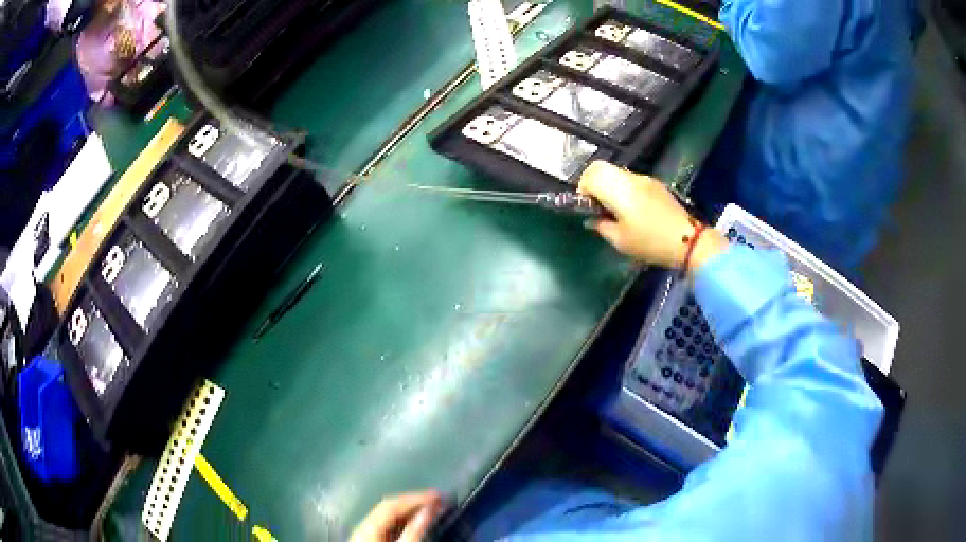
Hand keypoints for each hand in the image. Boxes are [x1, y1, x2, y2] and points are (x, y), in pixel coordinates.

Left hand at [350, 491, 443, 541]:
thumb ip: (415, 531)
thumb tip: (430, 508)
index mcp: (368, 527)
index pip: (391, 504)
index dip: (415, 497)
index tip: (440, 496)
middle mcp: (363, 526)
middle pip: (388, 507)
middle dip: (413, 502)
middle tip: (439, 500)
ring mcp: (364, 534)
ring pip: (387, 516)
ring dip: (409, 510)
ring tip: (432, 508)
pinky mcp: (369, 541)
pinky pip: (387, 525)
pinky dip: (403, 521)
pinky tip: (416, 522)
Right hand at [578, 161, 726, 274]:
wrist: (688, 241)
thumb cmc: (651, 242)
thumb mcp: (620, 241)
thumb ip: (601, 226)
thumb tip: (593, 218)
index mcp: (619, 189)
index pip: (591, 174)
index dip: (583, 188)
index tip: (587, 207)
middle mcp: (630, 178)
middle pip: (602, 168)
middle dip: (594, 184)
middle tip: (598, 206)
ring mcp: (645, 179)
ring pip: (617, 174)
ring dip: (610, 187)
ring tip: (617, 211)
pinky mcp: (656, 185)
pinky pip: (632, 181)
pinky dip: (624, 190)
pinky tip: (634, 211)